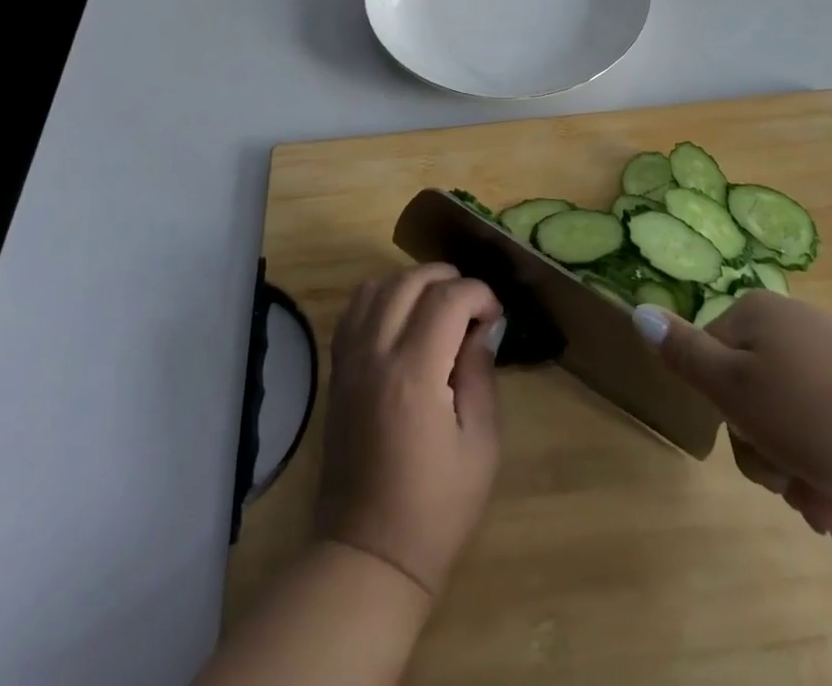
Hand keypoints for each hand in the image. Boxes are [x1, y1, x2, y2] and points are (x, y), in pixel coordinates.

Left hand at [317, 264, 504, 596]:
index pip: (447, 299)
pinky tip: (402, 316)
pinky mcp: (336, 371)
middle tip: (472, 304)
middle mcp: (376, 355)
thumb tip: (482, 328)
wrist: (369, 552)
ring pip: (376, 286)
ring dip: (412, 282)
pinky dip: (381, 297)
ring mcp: (349, 361)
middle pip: (409, 281)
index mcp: (414, 374)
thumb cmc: (437, 506)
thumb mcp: (481, 444)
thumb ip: (481, 374)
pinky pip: (354, 311)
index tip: (495, 315)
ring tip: (438, 305)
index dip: (478, 294)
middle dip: (448, 279)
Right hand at [636, 292, 831, 535]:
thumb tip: (637, 310)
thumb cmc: (820, 416)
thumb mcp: (737, 389)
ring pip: (789, 424)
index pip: (708, 361)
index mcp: (755, 316)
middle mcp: (791, 330)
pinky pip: (829, 433)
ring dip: (797, 474)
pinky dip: (829, 473)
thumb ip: (684, 354)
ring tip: (826, 513)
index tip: (754, 452)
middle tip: (791, 488)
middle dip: (765, 454)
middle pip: (749, 397)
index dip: (725, 416)